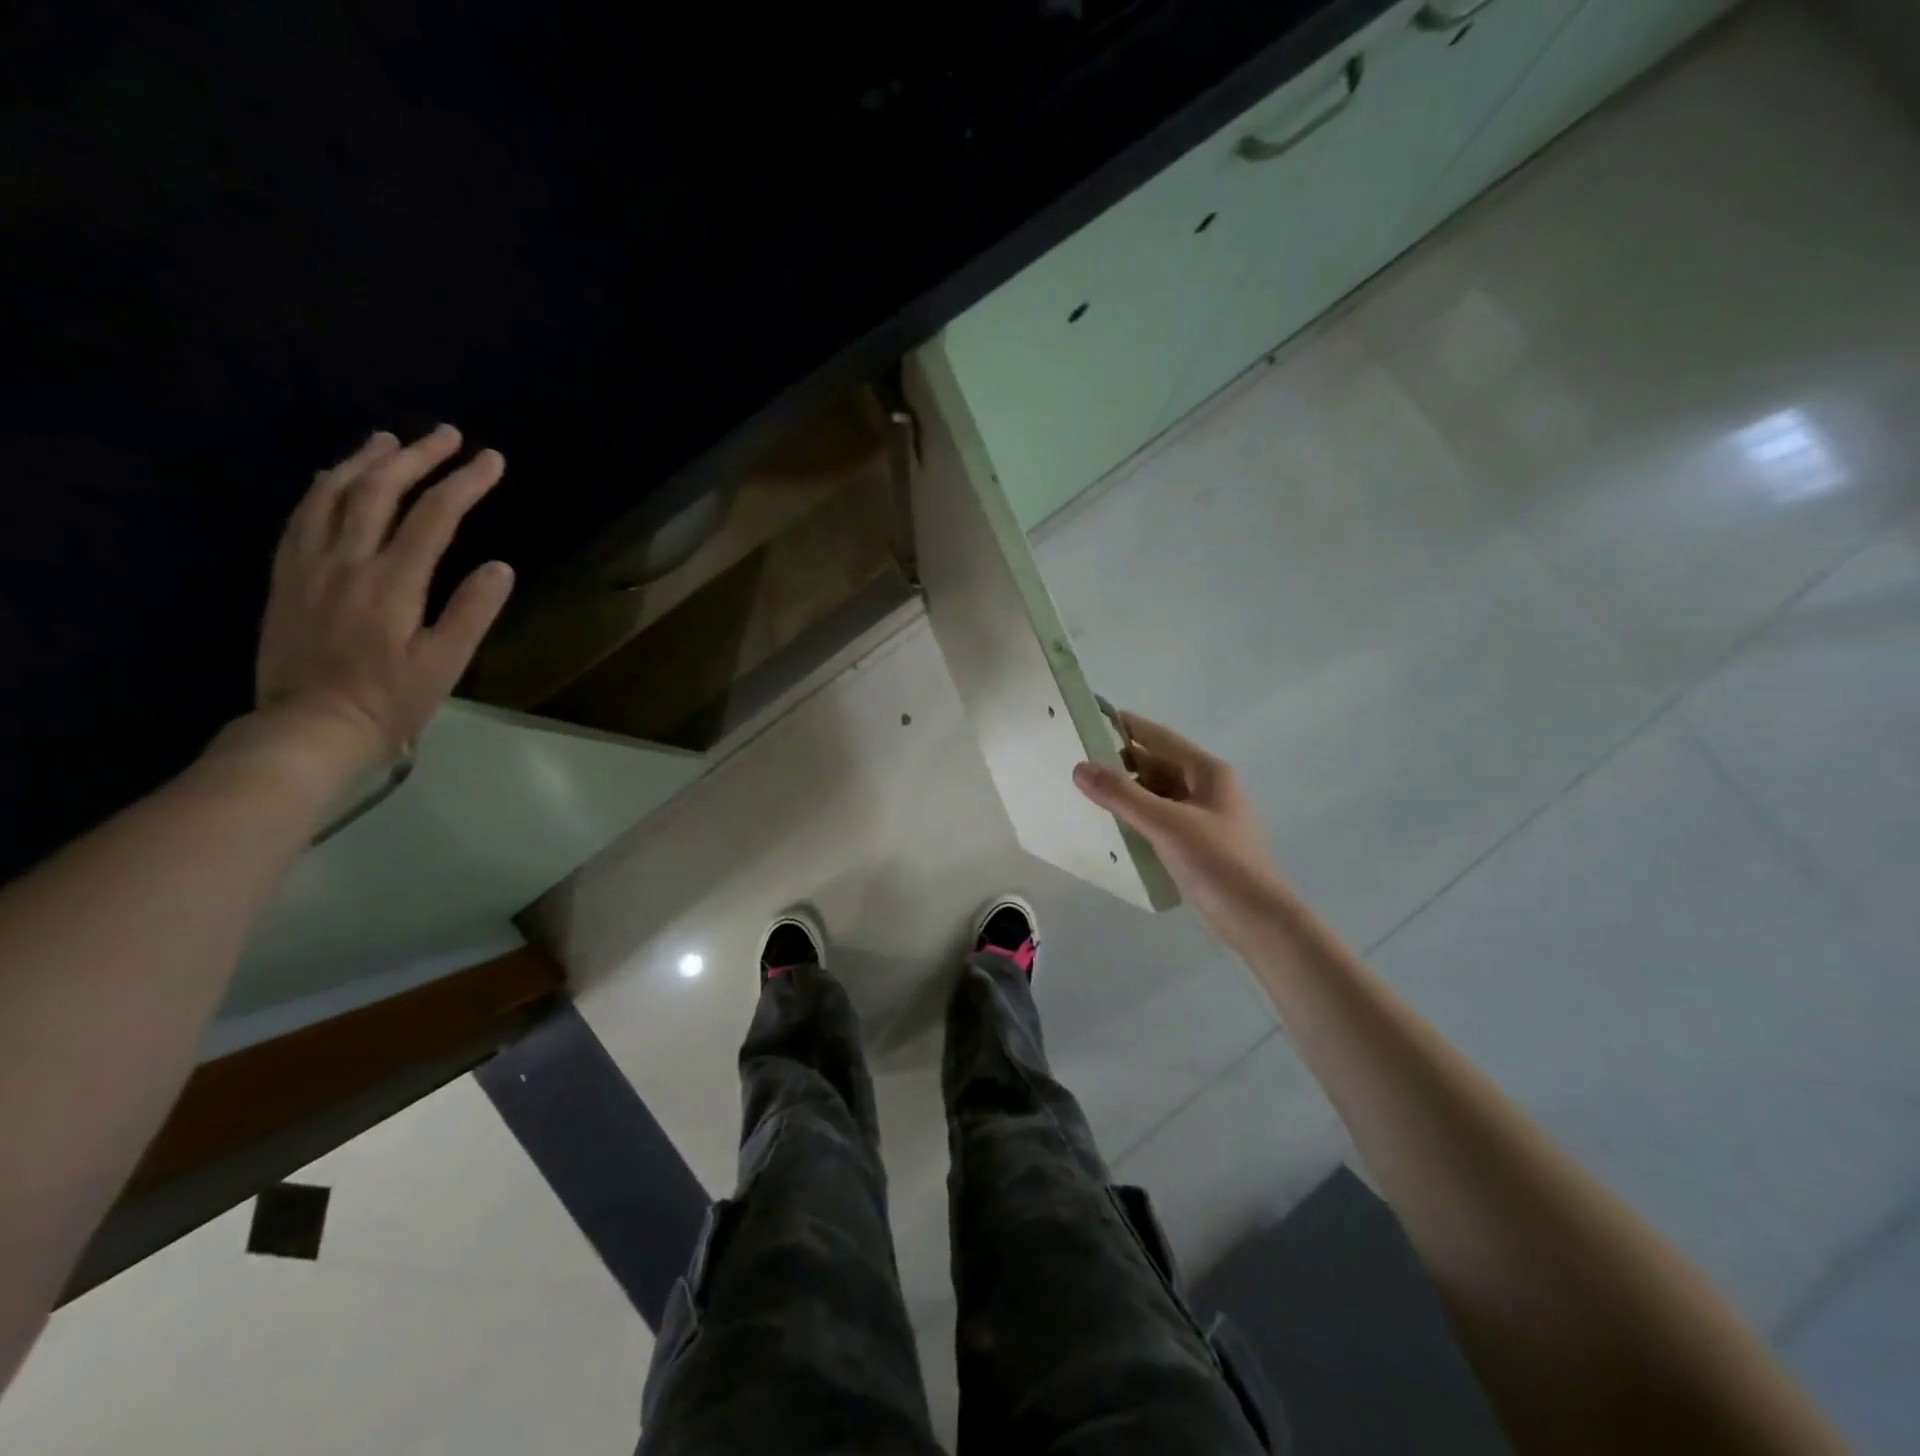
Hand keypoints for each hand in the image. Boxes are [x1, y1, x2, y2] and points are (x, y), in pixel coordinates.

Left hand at [251, 425, 514, 772]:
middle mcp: (346, 560)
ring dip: (366, 462)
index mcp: (392, 582)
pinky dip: (323, 487)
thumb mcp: (446, 664)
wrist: (308, 727)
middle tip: (446, 434)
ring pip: (333, 494)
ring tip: (390, 440)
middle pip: (380, 491)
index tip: (492, 459)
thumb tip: (499, 566)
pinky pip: (301, 516)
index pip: (434, 517)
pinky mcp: (287, 576)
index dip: (465, 483)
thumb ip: (472, 612)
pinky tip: (333, 476)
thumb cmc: (390, 700)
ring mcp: (309, 565)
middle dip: (418, 457)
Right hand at [1072, 711, 1281, 931]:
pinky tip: (1111, 824)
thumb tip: (1080, 768)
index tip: (1091, 717)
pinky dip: (1136, 815)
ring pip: (1157, 793)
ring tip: (1087, 790)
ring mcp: (1202, 817)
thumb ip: (1122, 795)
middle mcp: (1206, 788)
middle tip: (1078, 759)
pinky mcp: (1196, 843)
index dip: (1127, 726)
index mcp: (1207, 772)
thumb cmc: (1216, 862)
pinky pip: (1159, 818)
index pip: (1160, 737)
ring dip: (1127, 790)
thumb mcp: (1166, 824)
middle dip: (1121, 761)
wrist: (1256, 920)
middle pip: (1157, 764)